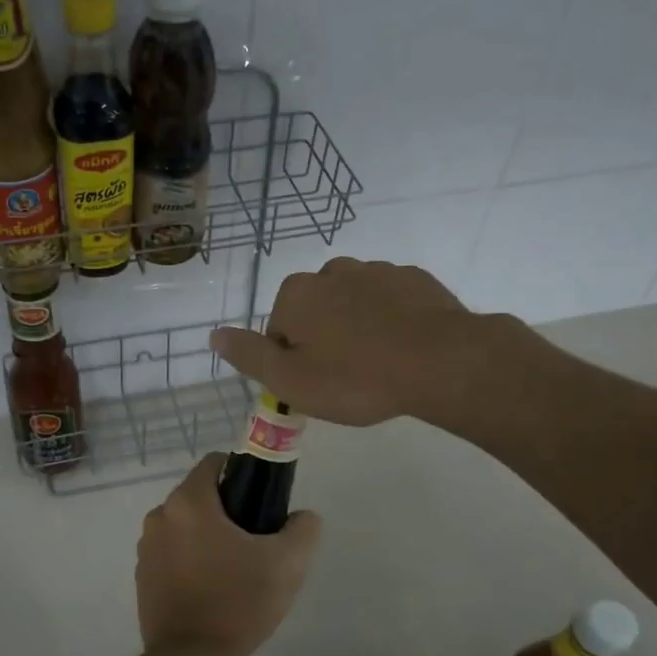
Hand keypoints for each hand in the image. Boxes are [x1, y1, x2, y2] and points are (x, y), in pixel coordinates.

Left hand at [135, 453, 321, 655]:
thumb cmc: (238, 602)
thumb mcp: (288, 563)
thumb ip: (303, 529)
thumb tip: (301, 517)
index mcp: (188, 502)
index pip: (215, 464)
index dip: (242, 475)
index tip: (260, 502)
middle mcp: (159, 516)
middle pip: (200, 496)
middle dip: (227, 510)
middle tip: (255, 541)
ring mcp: (145, 547)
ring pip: (184, 526)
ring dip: (207, 536)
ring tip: (234, 569)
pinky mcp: (141, 576)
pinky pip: (171, 553)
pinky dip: (189, 560)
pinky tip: (210, 588)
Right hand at [209, 258, 499, 425]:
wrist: (442, 362)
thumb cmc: (356, 377)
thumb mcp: (290, 380)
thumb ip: (248, 355)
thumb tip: (214, 334)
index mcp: (297, 294)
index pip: (278, 329)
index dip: (292, 360)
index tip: (316, 384)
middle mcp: (332, 271)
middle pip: (315, 311)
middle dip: (324, 338)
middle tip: (346, 377)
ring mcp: (378, 271)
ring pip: (353, 303)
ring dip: (357, 327)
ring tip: (378, 364)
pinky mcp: (415, 279)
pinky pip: (390, 301)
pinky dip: (391, 320)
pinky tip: (405, 349)